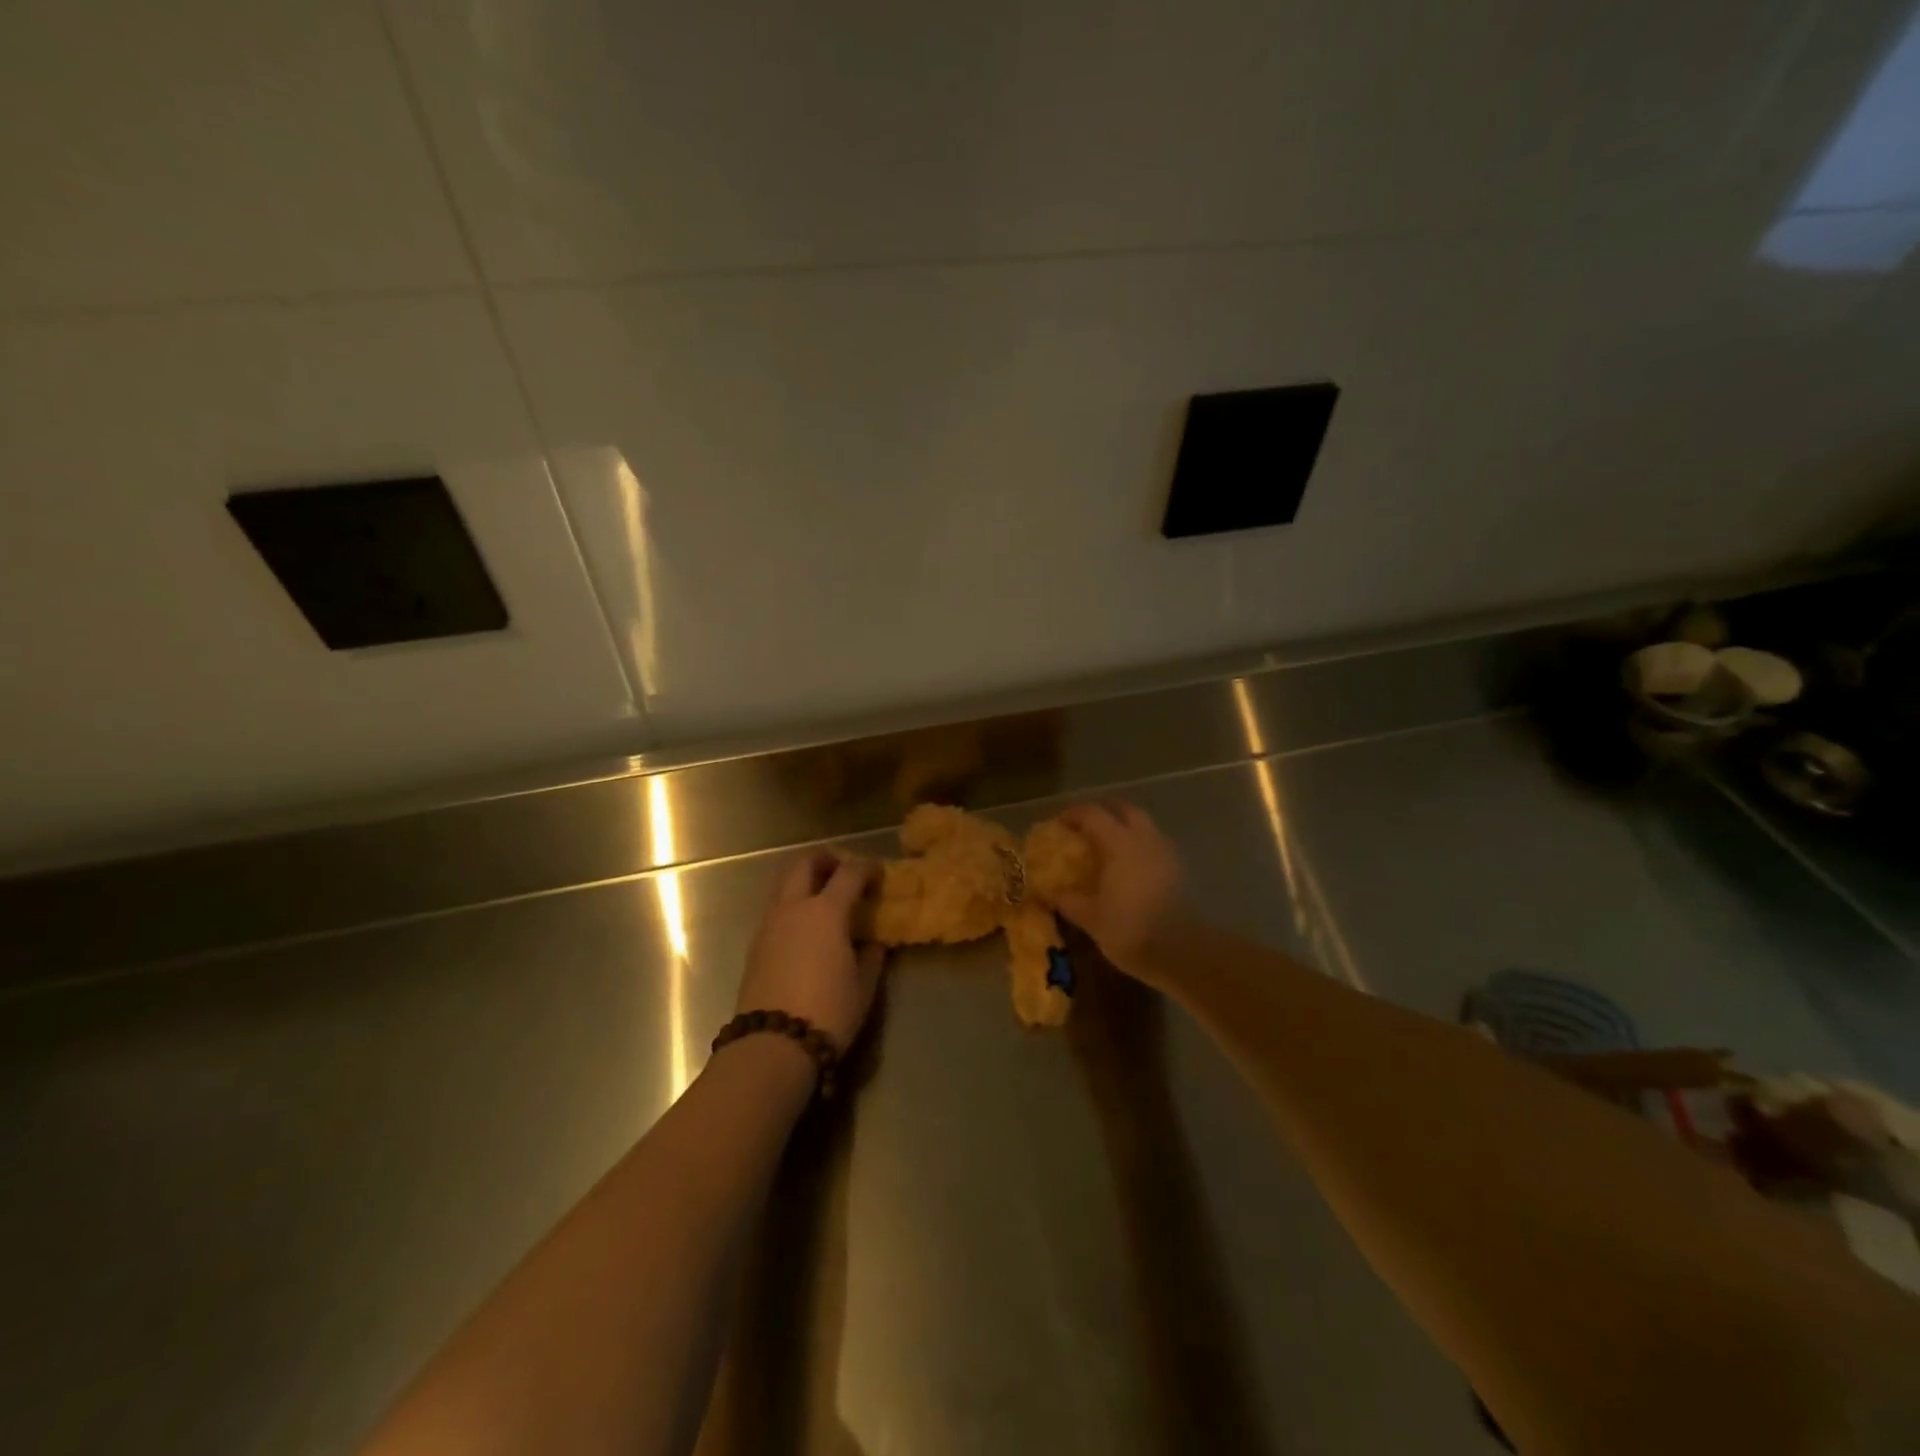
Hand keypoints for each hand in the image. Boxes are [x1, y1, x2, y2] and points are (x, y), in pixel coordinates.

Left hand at [735, 850, 883, 1052]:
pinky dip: (792, 906)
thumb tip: (871, 941)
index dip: (867, 868)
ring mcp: (769, 925)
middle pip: (804, 863)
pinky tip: (806, 929)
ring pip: (784, 885)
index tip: (878, 874)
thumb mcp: (864, 986)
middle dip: (824, 859)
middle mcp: (794, 908)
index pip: (849, 873)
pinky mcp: (755, 946)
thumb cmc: (828, 1012)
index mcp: (826, 912)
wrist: (772, 1046)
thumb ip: (871, 956)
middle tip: (842, 870)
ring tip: (824, 900)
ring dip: (804, 881)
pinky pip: (776, 910)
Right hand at [1053, 801, 1188, 977]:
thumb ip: (1068, 900)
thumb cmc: (1130, 930)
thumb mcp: (1090, 918)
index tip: (1057, 824)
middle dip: (1102, 811)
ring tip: (1106, 845)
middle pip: (1123, 809)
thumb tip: (1048, 891)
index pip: (1092, 814)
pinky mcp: (1178, 868)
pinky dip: (1137, 844)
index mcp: (1119, 843)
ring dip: (1122, 826)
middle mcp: (1144, 838)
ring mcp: (1165, 851)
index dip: (1072, 814)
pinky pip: (1153, 843)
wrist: (1182, 952)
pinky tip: (1127, 866)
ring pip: (1142, 824)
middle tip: (1084, 826)